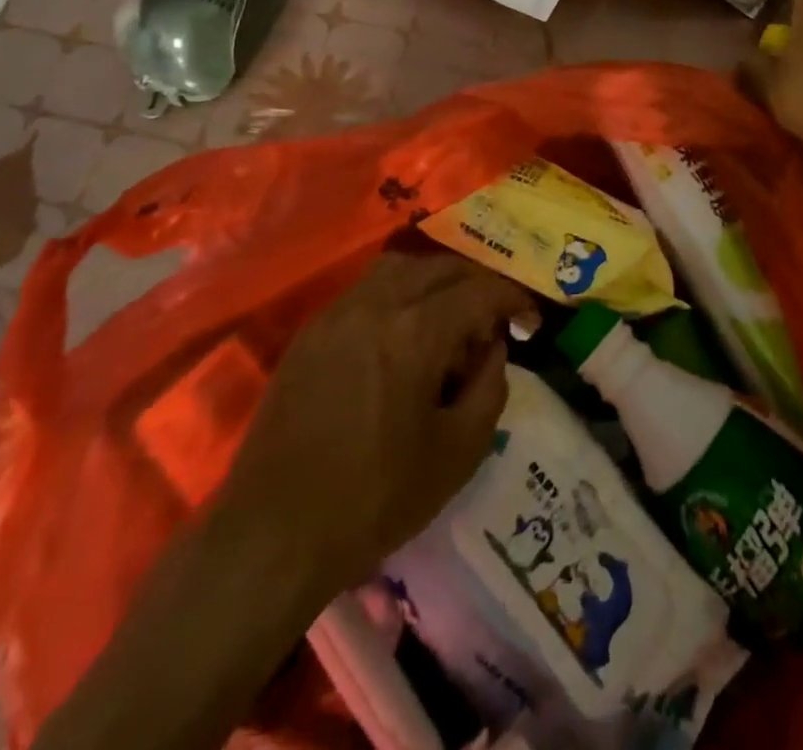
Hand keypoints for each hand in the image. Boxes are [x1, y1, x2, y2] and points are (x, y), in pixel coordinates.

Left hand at [34, 254, 536, 749]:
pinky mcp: (311, 331)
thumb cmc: (374, 500)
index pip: (480, 290)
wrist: (272, 535)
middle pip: (441, 267)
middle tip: (493, 321)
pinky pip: (367, 289)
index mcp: (416, 332)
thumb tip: (494, 348)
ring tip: (449, 321)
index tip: (531, 319)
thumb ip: (490, 388)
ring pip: (400, 267)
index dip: (513, 299)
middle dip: (476, 284)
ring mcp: (337, 313)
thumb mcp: (457, 454)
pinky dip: (398, 294)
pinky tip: (403, 336)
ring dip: (435, 281)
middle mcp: (376, 305)